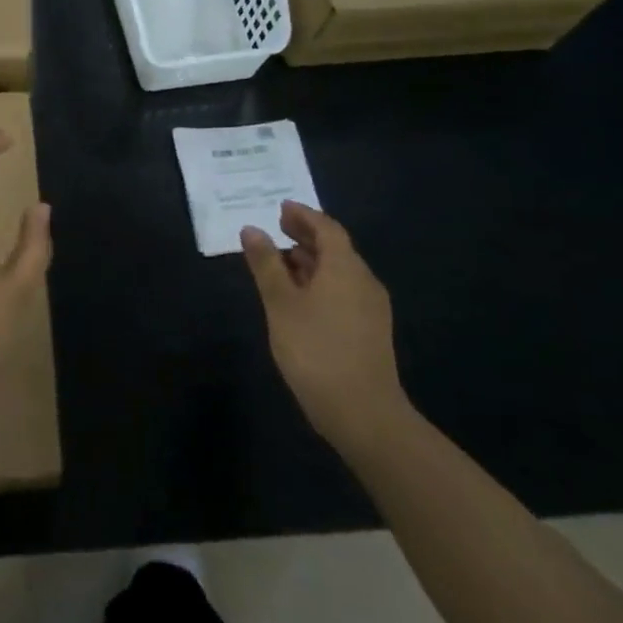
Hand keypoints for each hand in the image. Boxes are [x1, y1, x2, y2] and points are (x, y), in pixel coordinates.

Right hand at [241, 202, 405, 451]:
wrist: (364, 415)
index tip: (280, 208)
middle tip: (277, 229)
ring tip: (280, 262)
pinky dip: (320, 282)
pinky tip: (299, 297)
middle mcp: (364, 281)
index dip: (303, 215)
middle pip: (336, 248)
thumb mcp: (280, 303)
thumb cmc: (316, 350)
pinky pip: (343, 291)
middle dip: (306, 236)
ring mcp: (371, 308)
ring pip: (339, 271)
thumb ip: (266, 264)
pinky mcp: (369, 331)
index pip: (327, 228)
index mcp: (345, 268)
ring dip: (311, 260)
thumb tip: (252, 229)